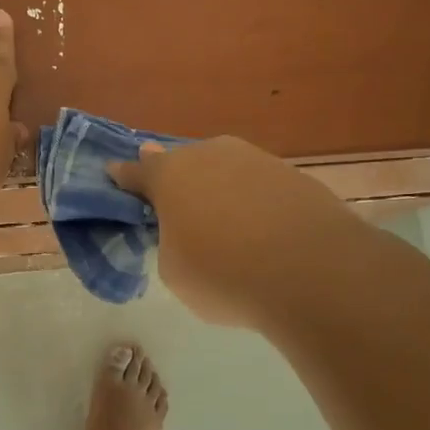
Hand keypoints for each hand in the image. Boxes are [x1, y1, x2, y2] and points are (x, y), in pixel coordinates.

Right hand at [109, 137, 353, 328]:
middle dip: (177, 183)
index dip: (124, 178)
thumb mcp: (174, 270)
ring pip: (224, 171)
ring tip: (226, 228)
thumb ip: (168, 239)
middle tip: (178, 211)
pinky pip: (258, 186)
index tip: (115, 177)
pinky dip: (253, 202)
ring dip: (218, 191)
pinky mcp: (293, 174)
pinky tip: (262, 232)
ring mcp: (255, 159)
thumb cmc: (224, 275)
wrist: (313, 272)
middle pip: (183, 165)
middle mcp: (210, 154)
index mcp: (170, 174)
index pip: (136, 172)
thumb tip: (183, 223)